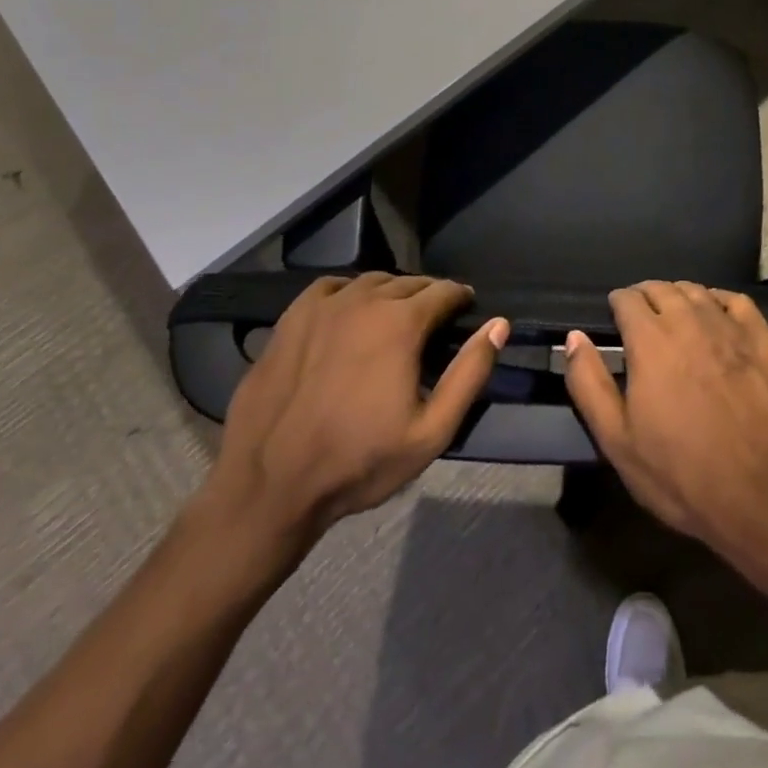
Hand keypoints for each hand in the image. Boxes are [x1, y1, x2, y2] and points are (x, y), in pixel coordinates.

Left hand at [194, 273, 508, 570]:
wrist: (269, 486)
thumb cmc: (358, 462)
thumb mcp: (431, 431)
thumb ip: (470, 373)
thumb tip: (499, 324)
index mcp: (401, 322)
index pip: (444, 291)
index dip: (460, 299)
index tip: (465, 311)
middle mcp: (364, 300)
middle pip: (409, 283)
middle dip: (428, 296)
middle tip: (433, 322)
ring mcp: (323, 306)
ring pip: (371, 281)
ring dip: (391, 293)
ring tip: (394, 317)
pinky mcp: (291, 318)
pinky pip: (330, 287)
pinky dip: (349, 292)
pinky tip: (349, 313)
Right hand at [563, 281, 767, 568]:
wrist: (763, 494)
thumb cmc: (681, 474)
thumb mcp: (618, 441)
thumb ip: (589, 384)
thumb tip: (574, 338)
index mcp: (650, 340)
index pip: (627, 298)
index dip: (617, 304)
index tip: (615, 317)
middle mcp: (689, 320)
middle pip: (661, 289)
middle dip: (645, 296)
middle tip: (640, 317)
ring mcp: (729, 327)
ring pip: (696, 291)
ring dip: (678, 295)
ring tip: (673, 313)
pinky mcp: (762, 338)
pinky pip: (736, 300)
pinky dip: (718, 299)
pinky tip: (715, 313)